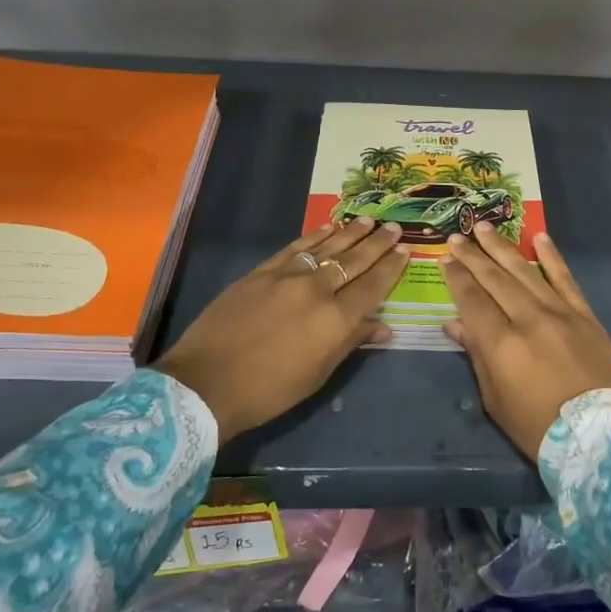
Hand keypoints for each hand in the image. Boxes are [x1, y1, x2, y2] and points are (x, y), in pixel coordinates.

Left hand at [156, 218, 406, 439]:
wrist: (206, 384)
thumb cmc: (269, 391)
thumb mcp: (317, 374)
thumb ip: (350, 343)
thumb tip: (383, 327)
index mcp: (335, 320)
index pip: (372, 287)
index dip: (390, 268)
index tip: (405, 251)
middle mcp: (316, 290)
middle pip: (353, 261)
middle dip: (376, 244)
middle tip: (393, 227)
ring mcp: (286, 276)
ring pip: (326, 248)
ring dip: (350, 233)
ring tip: (368, 221)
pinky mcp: (261, 272)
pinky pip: (295, 248)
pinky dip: (314, 236)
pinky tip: (328, 227)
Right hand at [442, 224, 610, 457]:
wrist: (598, 436)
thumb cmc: (537, 426)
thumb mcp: (496, 399)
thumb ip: (476, 355)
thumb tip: (455, 324)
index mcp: (501, 344)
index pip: (471, 300)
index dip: (456, 278)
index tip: (444, 259)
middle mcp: (528, 319)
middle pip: (494, 279)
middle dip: (473, 257)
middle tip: (457, 237)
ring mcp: (560, 313)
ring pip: (525, 272)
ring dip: (502, 248)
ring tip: (484, 227)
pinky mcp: (585, 315)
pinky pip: (565, 279)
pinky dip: (552, 257)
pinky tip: (540, 238)